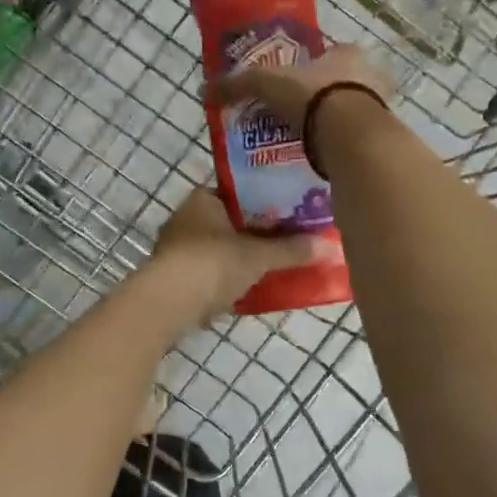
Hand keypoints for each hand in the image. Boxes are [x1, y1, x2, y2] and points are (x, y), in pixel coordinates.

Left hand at [141, 188, 335, 324]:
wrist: (167, 304)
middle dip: (254, 233)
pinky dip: (226, 280)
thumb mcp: (258, 256)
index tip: (288, 213)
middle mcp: (185, 218)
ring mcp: (175, 249)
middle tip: (287, 241)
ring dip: (239, 259)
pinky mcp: (172, 278)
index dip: (263, 201)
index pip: (237, 192)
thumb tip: (329, 247)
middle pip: (229, 222)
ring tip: (272, 267)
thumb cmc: (212, 264)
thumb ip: (291, 250)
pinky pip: (208, 273)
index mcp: (202, 199)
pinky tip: (247, 291)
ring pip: (218, 249)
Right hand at [202, 43, 395, 127]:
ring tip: (309, 140)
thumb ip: (238, 84)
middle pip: (345, 83)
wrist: (351, 135)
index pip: (333, 52)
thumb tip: (204, 89)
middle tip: (300, 114)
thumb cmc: (313, 96)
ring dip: (336, 123)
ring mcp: (381, 107)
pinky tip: (325, 158)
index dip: (314, 66)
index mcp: (348, 54)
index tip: (296, 83)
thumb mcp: (267, 84)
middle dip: (326, 96)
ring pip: (355, 111)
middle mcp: (370, 75)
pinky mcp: (382, 137)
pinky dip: (344, 146)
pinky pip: (359, 139)